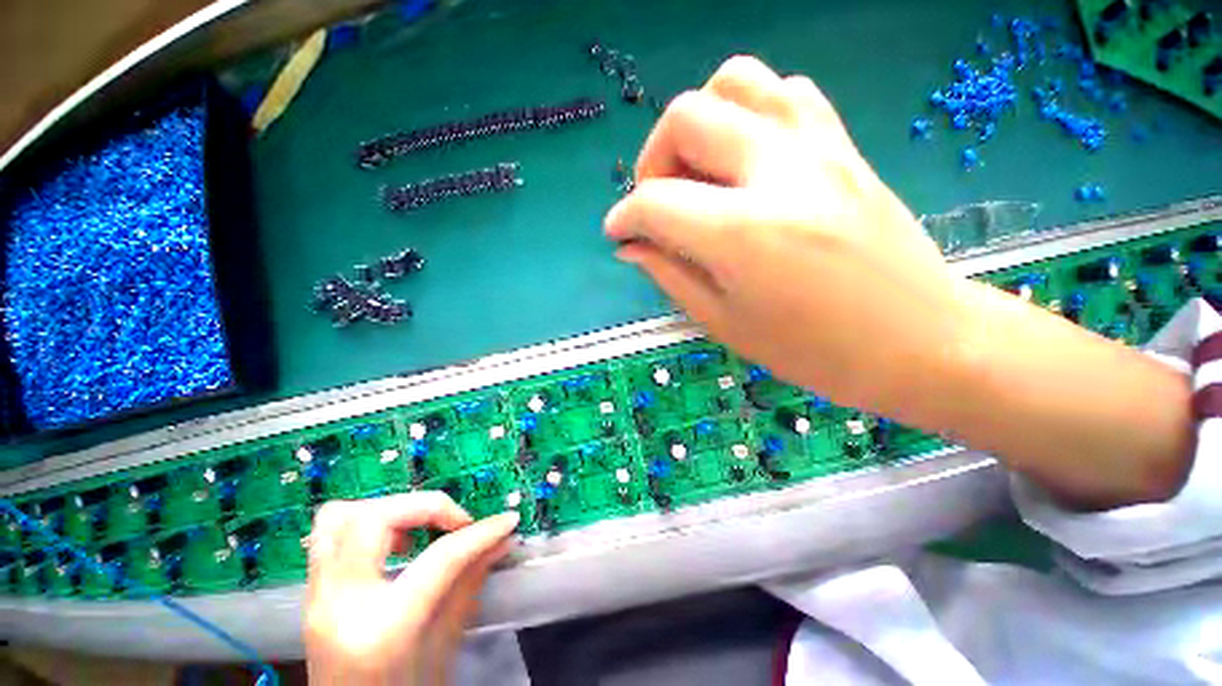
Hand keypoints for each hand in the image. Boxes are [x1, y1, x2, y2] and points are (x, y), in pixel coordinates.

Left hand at [304, 493, 518, 684]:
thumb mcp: (445, 646)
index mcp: (381, 630)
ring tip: (420, 528)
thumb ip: (471, 584)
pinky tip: (395, 542)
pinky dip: (367, 521)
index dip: (479, 533)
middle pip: (375, 519)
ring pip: (340, 516)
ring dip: (390, 509)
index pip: (438, 559)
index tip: (507, 521)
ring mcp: (316, 596)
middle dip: (427, 507)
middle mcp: (338, 605)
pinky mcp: (312, 591)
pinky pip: (329, 533)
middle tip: (458, 523)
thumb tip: (503, 539)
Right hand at [605, 55, 971, 420]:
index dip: (624, 217)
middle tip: (656, 204)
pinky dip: (747, 114)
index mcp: (742, 234)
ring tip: (698, 174)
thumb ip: (669, 273)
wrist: (919, 340)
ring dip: (699, 123)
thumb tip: (630, 244)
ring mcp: (818, 147)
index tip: (617, 233)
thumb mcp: (723, 321)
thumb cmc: (812, 350)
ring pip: (735, 81)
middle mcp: (777, 172)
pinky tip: (744, 160)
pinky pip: (784, 92)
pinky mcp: (843, 143)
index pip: (654, 202)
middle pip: (686, 116)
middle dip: (652, 161)